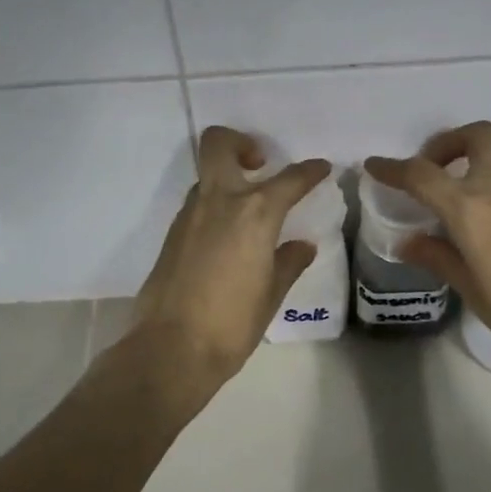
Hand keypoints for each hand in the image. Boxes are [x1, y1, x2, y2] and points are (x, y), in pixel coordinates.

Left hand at [127, 126, 331, 394]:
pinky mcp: (171, 235)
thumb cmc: (231, 324)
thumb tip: (302, 246)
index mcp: (253, 213)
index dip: (309, 171)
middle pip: (219, 144)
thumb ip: (288, 263)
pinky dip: (215, 207)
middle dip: (240, 142)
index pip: (289, 180)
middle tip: (259, 163)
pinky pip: (197, 205)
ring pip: (207, 176)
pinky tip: (228, 239)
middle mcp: (218, 202)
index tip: (320, 168)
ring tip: (248, 210)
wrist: (170, 349)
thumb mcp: (271, 294)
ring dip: (227, 179)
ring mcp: (189, 216)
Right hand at [365, 121, 490, 378]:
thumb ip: (438, 257)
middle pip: (477, 136)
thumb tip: (410, 241)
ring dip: (471, 175)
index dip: (393, 168)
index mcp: (471, 209)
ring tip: (456, 216)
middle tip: (432, 170)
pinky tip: (490, 236)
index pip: (422, 174)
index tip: (374, 167)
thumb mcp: (471, 289)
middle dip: (449, 142)